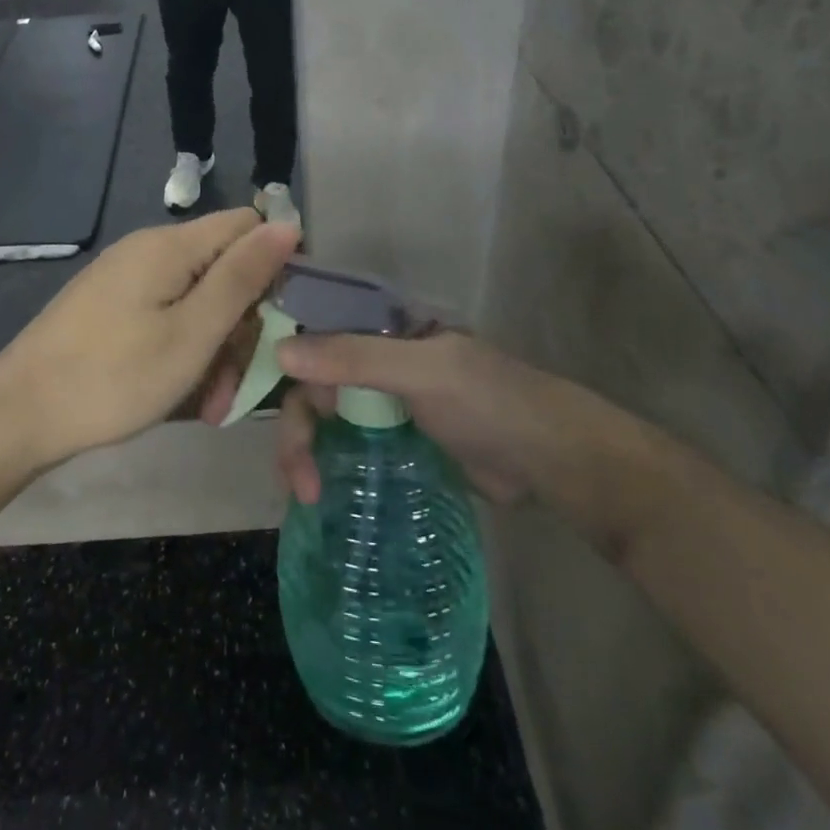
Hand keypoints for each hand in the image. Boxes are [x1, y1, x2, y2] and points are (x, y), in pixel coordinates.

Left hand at [0, 210, 301, 470]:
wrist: (17, 414)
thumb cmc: (113, 378)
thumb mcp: (192, 333)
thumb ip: (242, 277)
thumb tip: (288, 224)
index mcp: (171, 245)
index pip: (248, 225)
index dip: (277, 263)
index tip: (287, 318)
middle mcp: (149, 249)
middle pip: (223, 267)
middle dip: (243, 322)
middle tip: (240, 385)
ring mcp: (127, 276)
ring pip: (197, 298)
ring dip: (215, 346)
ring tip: (212, 405)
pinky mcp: (111, 304)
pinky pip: (167, 314)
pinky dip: (184, 348)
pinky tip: (183, 392)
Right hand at [275, 331, 558, 504]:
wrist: (550, 460)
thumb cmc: (487, 402)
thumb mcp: (421, 372)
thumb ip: (353, 358)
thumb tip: (279, 351)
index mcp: (380, 332)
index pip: (315, 340)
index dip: (288, 373)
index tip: (281, 419)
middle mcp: (376, 363)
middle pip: (315, 387)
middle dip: (299, 432)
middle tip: (300, 484)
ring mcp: (387, 405)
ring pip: (328, 421)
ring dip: (309, 453)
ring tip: (310, 497)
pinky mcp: (398, 443)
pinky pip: (350, 449)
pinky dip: (332, 467)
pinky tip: (323, 495)